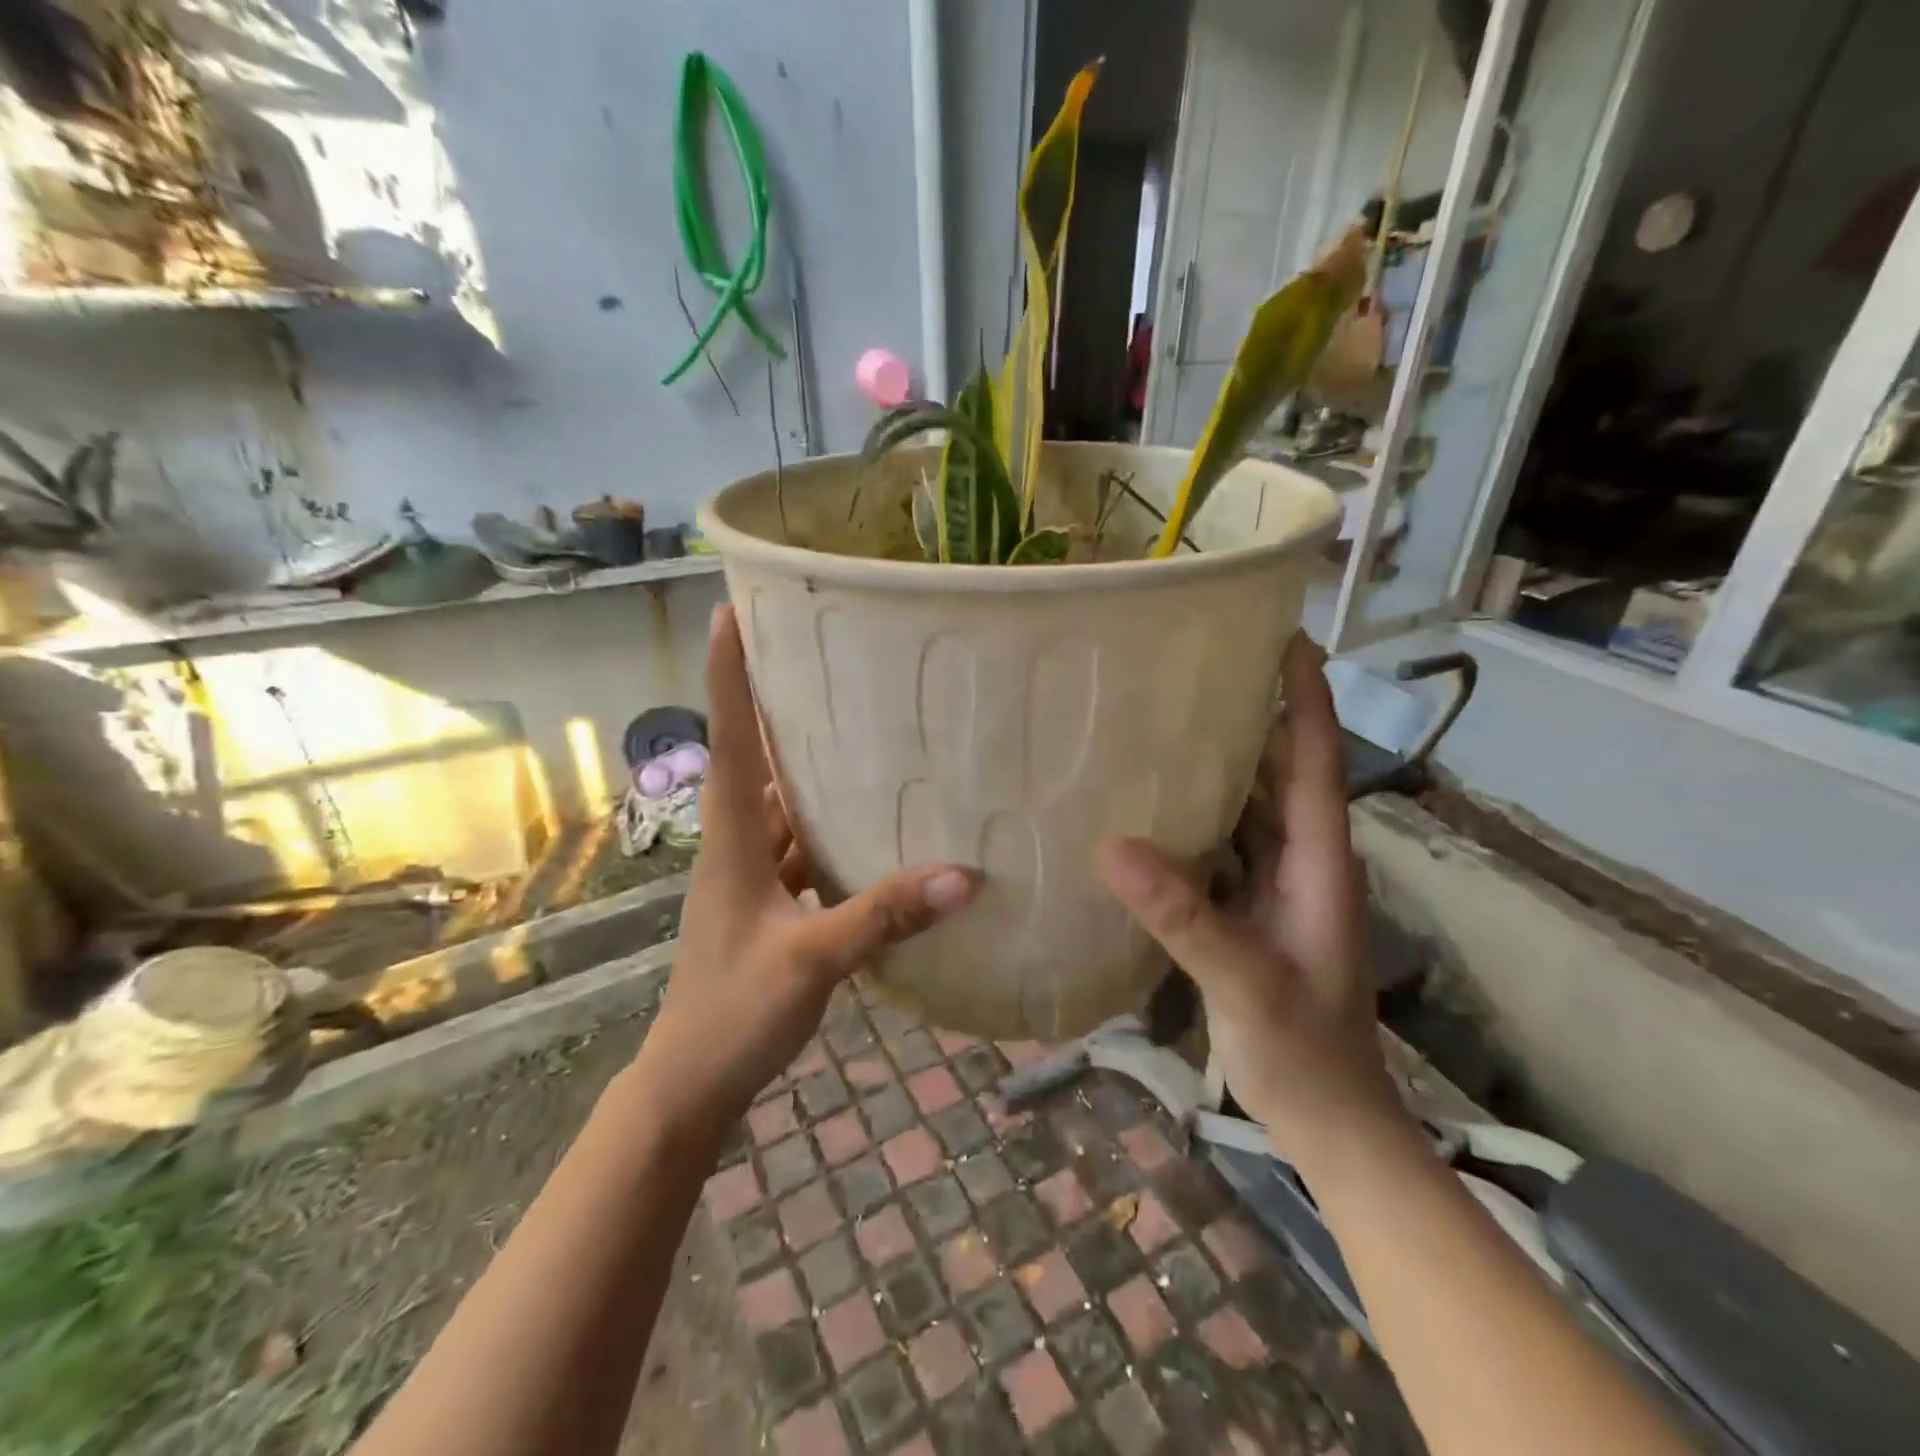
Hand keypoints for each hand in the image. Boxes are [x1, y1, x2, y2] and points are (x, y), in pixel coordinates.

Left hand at [633, 605, 977, 1137]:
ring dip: (810, 768)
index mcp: (732, 840)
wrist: (690, 1083)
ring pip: (783, 805)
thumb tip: (964, 874)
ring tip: (862, 727)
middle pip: (757, 759)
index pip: (728, 740)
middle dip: (779, 706)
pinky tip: (872, 824)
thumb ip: (883, 916)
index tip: (732, 614)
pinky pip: (801, 847)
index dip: (727, 676)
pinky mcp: (768, 903)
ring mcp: (751, 876)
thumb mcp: (810, 961)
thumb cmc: (732, 1013)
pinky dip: (829, 828)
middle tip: (825, 657)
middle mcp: (737, 844)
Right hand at [1096, 634, 1403, 1171]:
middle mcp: (1300, 859)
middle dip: (1253, 712)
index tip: (1286, 636)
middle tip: (1197, 663)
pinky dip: (1193, 814)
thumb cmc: (1303, 1052)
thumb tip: (1113, 846)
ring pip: (1247, 804)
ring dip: (1218, 761)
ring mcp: (1274, 884)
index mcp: (1317, 861)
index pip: (1316, 760)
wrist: (1325, 1121)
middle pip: (1279, 769)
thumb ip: (1186, 918)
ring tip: (1164, 716)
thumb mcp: (1246, 983)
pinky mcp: (1247, 908)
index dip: (1306, 697)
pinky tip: (1149, 804)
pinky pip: (1221, 842)